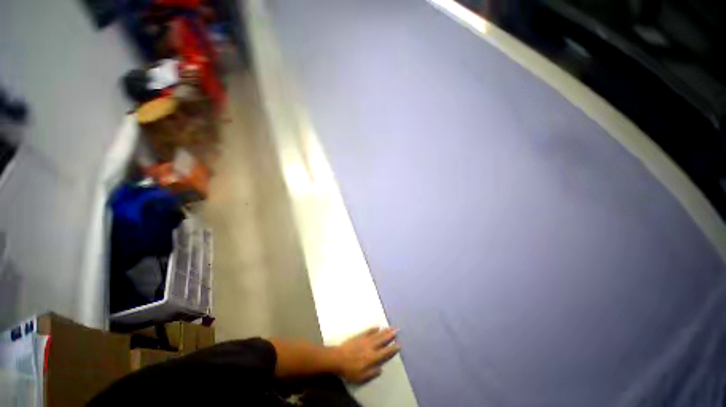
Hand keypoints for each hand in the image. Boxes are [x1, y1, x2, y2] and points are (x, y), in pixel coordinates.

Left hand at [332, 327, 400, 383]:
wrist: (338, 358)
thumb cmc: (349, 370)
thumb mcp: (361, 377)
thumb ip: (372, 373)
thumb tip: (381, 369)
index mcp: (372, 357)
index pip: (385, 352)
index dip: (392, 348)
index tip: (399, 344)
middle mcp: (371, 347)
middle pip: (382, 339)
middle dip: (390, 334)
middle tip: (397, 329)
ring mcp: (365, 339)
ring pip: (377, 334)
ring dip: (385, 330)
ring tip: (391, 327)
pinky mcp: (359, 335)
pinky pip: (368, 330)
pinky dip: (374, 328)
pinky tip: (378, 326)